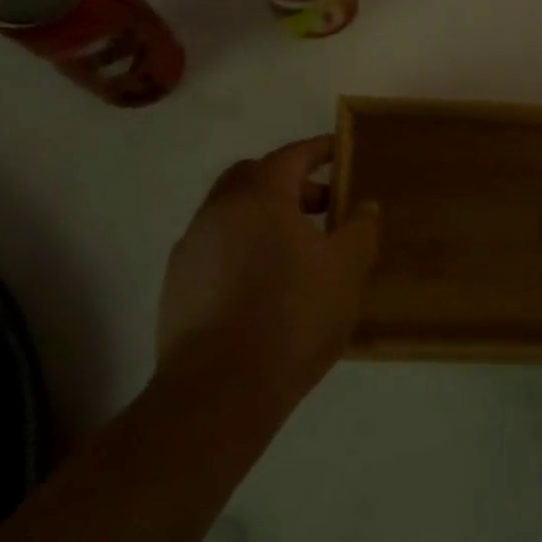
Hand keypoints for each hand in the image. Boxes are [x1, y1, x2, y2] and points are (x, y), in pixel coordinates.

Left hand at [157, 136, 380, 419]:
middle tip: (322, 206)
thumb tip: (364, 206)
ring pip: (231, 214)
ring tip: (297, 251)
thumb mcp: (346, 269)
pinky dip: (242, 249)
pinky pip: (216, 248)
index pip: (291, 156)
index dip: (319, 150)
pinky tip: (264, 285)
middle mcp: (218, 211)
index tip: (340, 151)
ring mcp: (190, 248)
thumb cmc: (292, 316)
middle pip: (254, 178)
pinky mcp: (176, 286)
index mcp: (259, 196)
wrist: (219, 391)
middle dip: (289, 183)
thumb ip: (360, 228)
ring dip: (264, 218)